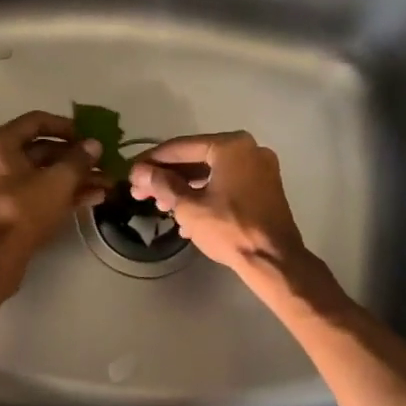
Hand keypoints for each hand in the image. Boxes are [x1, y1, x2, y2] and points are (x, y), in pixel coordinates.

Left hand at [0, 110, 106, 296]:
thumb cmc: (24, 210)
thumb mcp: (58, 181)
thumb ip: (79, 159)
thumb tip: (94, 145)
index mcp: (0, 143)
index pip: (37, 121)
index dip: (68, 126)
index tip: (90, 136)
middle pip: (42, 149)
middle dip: (77, 158)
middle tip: (104, 164)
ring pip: (43, 173)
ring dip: (75, 177)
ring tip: (106, 185)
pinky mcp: (6, 208)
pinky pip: (37, 191)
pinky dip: (61, 193)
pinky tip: (92, 199)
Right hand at [127, 131, 307, 279]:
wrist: (273, 260)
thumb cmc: (229, 228)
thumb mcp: (189, 206)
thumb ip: (162, 184)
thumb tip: (140, 172)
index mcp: (231, 145)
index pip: (181, 147)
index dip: (152, 161)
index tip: (132, 173)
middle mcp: (248, 149)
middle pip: (196, 159)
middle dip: (167, 177)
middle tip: (141, 192)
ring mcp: (259, 169)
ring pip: (211, 173)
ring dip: (184, 189)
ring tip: (161, 208)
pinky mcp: (264, 188)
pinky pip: (227, 184)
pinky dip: (206, 195)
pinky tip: (186, 218)